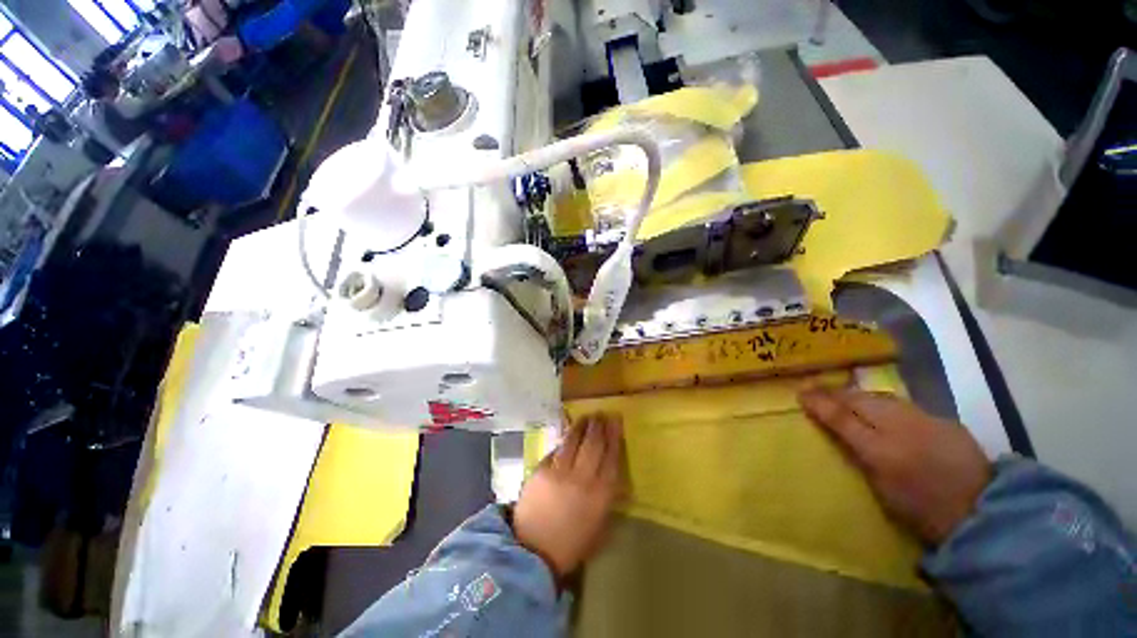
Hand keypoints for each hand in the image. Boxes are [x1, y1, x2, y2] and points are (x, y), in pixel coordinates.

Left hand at [512, 413, 624, 580]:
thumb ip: (606, 497)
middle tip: (602, 414)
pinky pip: (556, 449)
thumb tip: (610, 472)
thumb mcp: (599, 526)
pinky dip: (564, 440)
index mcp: (600, 495)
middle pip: (594, 444)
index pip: (611, 457)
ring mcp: (560, 471)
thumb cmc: (571, 544)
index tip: (616, 421)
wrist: (533, 552)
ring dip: (581, 426)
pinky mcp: (541, 470)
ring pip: (574, 441)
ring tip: (587, 417)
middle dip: (599, 426)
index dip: (614, 436)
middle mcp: (582, 478)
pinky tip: (568, 434)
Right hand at [799, 387, 991, 544]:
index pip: (841, 417)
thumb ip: (859, 454)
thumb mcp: (881, 488)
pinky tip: (883, 409)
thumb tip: (840, 431)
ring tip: (845, 396)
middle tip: (818, 390)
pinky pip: (903, 405)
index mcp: (880, 450)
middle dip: (836, 393)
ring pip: (881, 398)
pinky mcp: (943, 419)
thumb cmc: (921, 509)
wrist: (980, 511)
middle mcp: (900, 427)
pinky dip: (885, 404)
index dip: (819, 403)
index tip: (800, 393)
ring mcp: (924, 420)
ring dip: (859, 396)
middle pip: (860, 400)